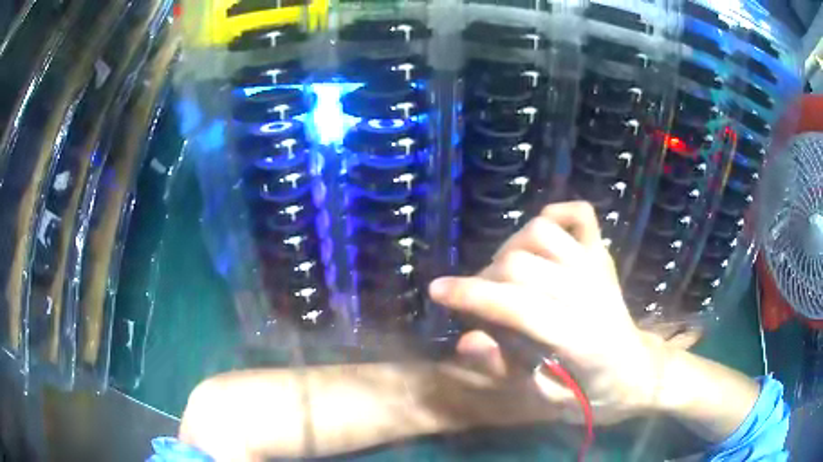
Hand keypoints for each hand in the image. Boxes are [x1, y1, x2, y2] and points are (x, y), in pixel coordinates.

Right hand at [430, 202, 662, 424]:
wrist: (639, 373)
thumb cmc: (595, 396)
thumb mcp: (549, 402)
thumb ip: (509, 371)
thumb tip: (466, 340)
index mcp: (580, 341)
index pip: (518, 307)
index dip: (471, 296)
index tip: (437, 290)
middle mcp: (591, 295)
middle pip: (522, 264)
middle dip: (484, 278)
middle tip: (480, 301)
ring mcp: (599, 268)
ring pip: (542, 232)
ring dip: (511, 248)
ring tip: (506, 273)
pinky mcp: (603, 255)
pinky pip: (579, 215)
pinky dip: (554, 215)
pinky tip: (540, 237)